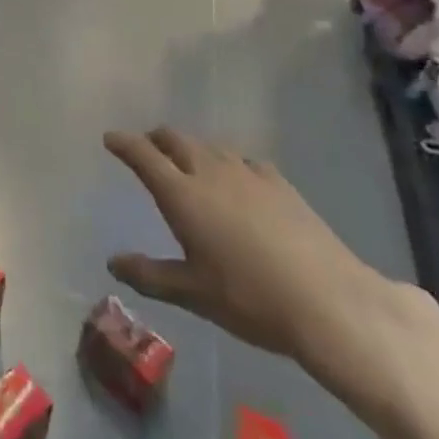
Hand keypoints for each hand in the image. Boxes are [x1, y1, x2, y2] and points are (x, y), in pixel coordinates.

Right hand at [104, 128, 397, 367]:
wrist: (327, 300)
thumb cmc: (249, 299)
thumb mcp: (193, 293)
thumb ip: (149, 275)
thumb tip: (112, 262)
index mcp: (182, 195)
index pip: (143, 155)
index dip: (123, 143)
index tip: (110, 139)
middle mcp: (209, 172)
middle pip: (175, 139)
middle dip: (155, 140)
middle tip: (147, 150)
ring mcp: (247, 173)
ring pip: (209, 146)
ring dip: (191, 148)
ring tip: (188, 165)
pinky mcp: (279, 182)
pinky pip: (242, 160)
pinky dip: (227, 162)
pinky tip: (237, 181)